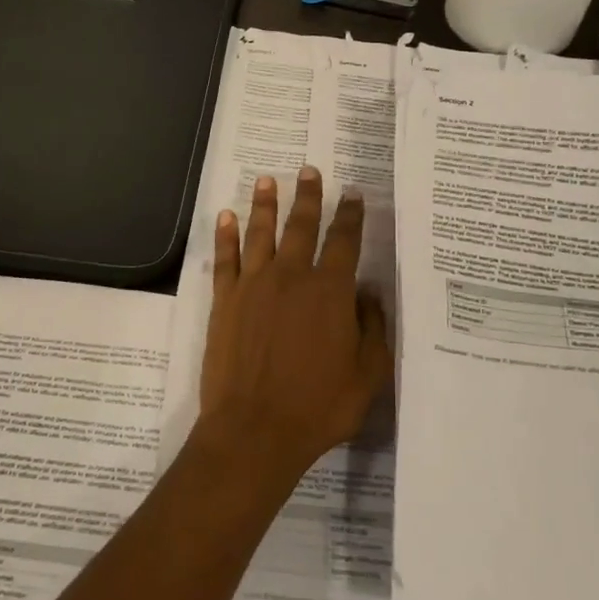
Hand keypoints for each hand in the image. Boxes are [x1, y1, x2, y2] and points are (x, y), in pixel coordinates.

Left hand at [196, 166, 393, 483]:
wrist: (255, 429)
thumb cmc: (319, 406)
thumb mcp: (367, 375)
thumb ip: (373, 329)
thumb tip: (369, 293)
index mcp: (330, 291)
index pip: (344, 242)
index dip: (350, 216)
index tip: (353, 194)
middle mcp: (291, 277)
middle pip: (301, 226)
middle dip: (308, 196)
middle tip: (309, 170)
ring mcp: (254, 285)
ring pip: (261, 233)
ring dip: (265, 204)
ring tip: (268, 180)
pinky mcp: (225, 300)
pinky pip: (225, 258)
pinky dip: (226, 235)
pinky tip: (226, 216)